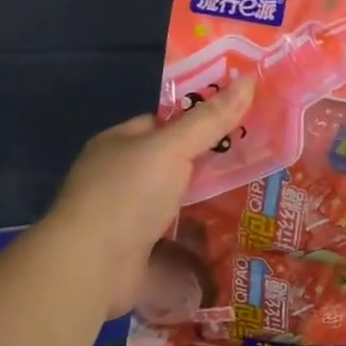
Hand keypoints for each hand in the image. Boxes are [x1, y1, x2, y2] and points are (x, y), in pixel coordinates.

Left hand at [48, 80, 253, 316]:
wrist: (91, 267)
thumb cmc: (127, 194)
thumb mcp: (173, 148)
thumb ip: (210, 119)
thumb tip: (250, 78)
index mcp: (117, 144)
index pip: (161, 123)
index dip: (197, 121)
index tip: (237, 123)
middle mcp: (118, 177)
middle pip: (170, 164)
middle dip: (207, 166)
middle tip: (254, 162)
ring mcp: (125, 216)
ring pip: (174, 202)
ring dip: (204, 204)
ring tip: (252, 199)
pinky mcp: (135, 251)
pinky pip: (173, 237)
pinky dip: (196, 238)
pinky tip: (229, 236)